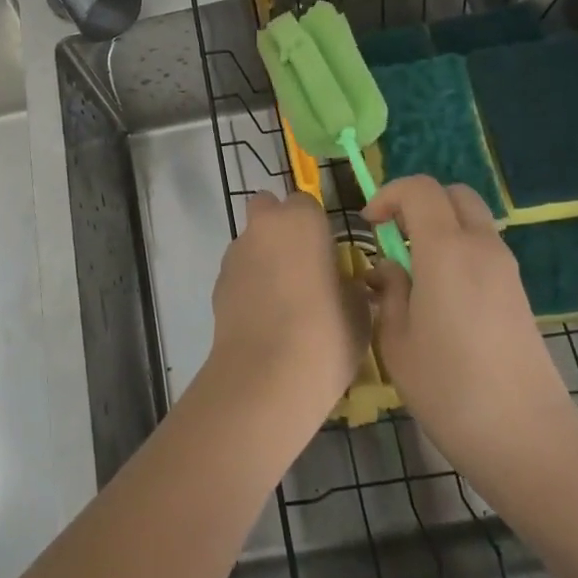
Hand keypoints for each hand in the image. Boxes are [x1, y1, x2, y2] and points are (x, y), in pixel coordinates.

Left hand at [205, 192, 368, 432]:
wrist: (268, 375)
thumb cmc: (326, 333)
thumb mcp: (359, 309)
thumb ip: (349, 284)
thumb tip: (342, 282)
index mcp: (301, 220)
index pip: (305, 202)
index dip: (315, 225)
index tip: (327, 254)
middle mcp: (264, 226)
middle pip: (267, 209)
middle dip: (279, 226)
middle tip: (300, 264)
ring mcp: (236, 253)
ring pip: (250, 241)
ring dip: (263, 257)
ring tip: (282, 301)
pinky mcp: (218, 282)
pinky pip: (239, 272)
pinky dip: (249, 284)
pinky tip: (263, 318)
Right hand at [363, 177, 577, 497]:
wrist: (527, 438)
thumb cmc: (450, 389)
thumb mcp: (396, 341)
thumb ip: (388, 293)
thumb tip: (388, 270)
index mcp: (446, 249)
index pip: (419, 189)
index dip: (388, 195)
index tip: (369, 225)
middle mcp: (481, 247)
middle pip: (453, 193)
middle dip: (418, 201)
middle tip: (393, 235)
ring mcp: (506, 269)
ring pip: (471, 219)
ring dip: (440, 225)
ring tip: (414, 267)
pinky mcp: (519, 293)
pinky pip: (484, 247)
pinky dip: (458, 248)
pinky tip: (441, 292)